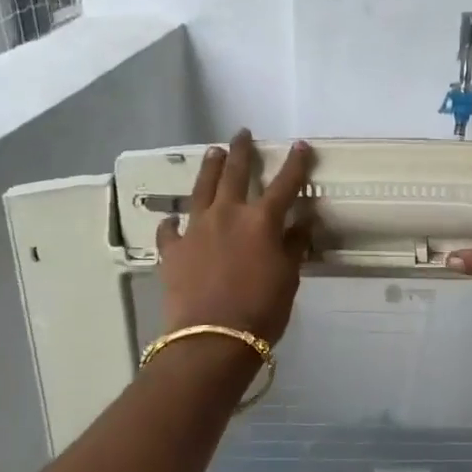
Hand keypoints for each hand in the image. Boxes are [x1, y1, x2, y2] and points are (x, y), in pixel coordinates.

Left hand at [157, 132, 315, 340]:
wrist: (213, 338)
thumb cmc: (261, 310)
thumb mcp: (288, 279)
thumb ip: (293, 246)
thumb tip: (301, 223)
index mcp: (261, 221)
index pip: (284, 184)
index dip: (294, 164)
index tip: (301, 146)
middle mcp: (227, 215)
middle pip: (234, 174)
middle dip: (240, 151)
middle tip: (242, 133)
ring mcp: (195, 229)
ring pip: (201, 190)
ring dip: (209, 169)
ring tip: (213, 152)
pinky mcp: (172, 250)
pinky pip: (171, 229)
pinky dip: (174, 222)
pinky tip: (173, 219)